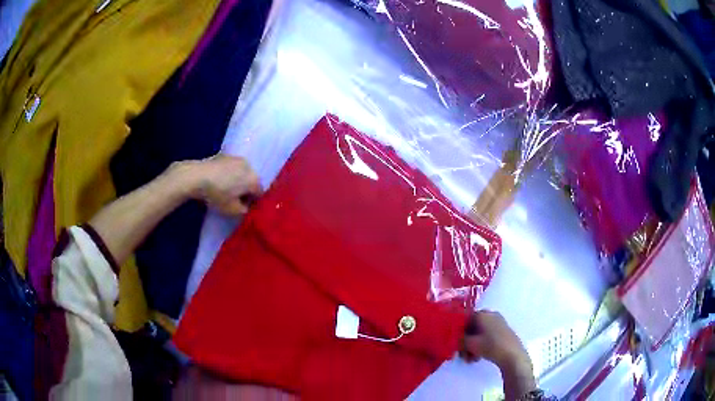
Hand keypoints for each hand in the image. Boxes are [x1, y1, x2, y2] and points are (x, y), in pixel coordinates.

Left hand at [177, 155, 262, 215]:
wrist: (196, 176)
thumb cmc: (217, 195)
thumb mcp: (232, 210)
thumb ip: (244, 211)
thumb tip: (246, 207)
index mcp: (254, 180)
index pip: (260, 193)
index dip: (253, 202)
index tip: (243, 208)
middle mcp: (249, 166)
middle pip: (251, 181)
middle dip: (245, 190)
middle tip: (234, 200)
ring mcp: (236, 158)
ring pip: (242, 173)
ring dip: (237, 181)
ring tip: (225, 189)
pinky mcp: (225, 155)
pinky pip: (231, 167)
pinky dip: (228, 174)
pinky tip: (218, 180)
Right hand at [459, 311, 535, 399]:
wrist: (512, 354)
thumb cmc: (490, 346)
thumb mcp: (470, 344)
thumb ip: (459, 339)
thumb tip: (454, 338)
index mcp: (482, 313)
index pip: (463, 320)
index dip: (457, 332)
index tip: (454, 344)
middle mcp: (490, 314)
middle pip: (471, 327)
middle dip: (465, 342)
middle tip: (462, 355)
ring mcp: (498, 322)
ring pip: (479, 333)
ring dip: (472, 346)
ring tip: (470, 359)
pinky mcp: (503, 331)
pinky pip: (487, 336)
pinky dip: (481, 345)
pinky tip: (478, 357)